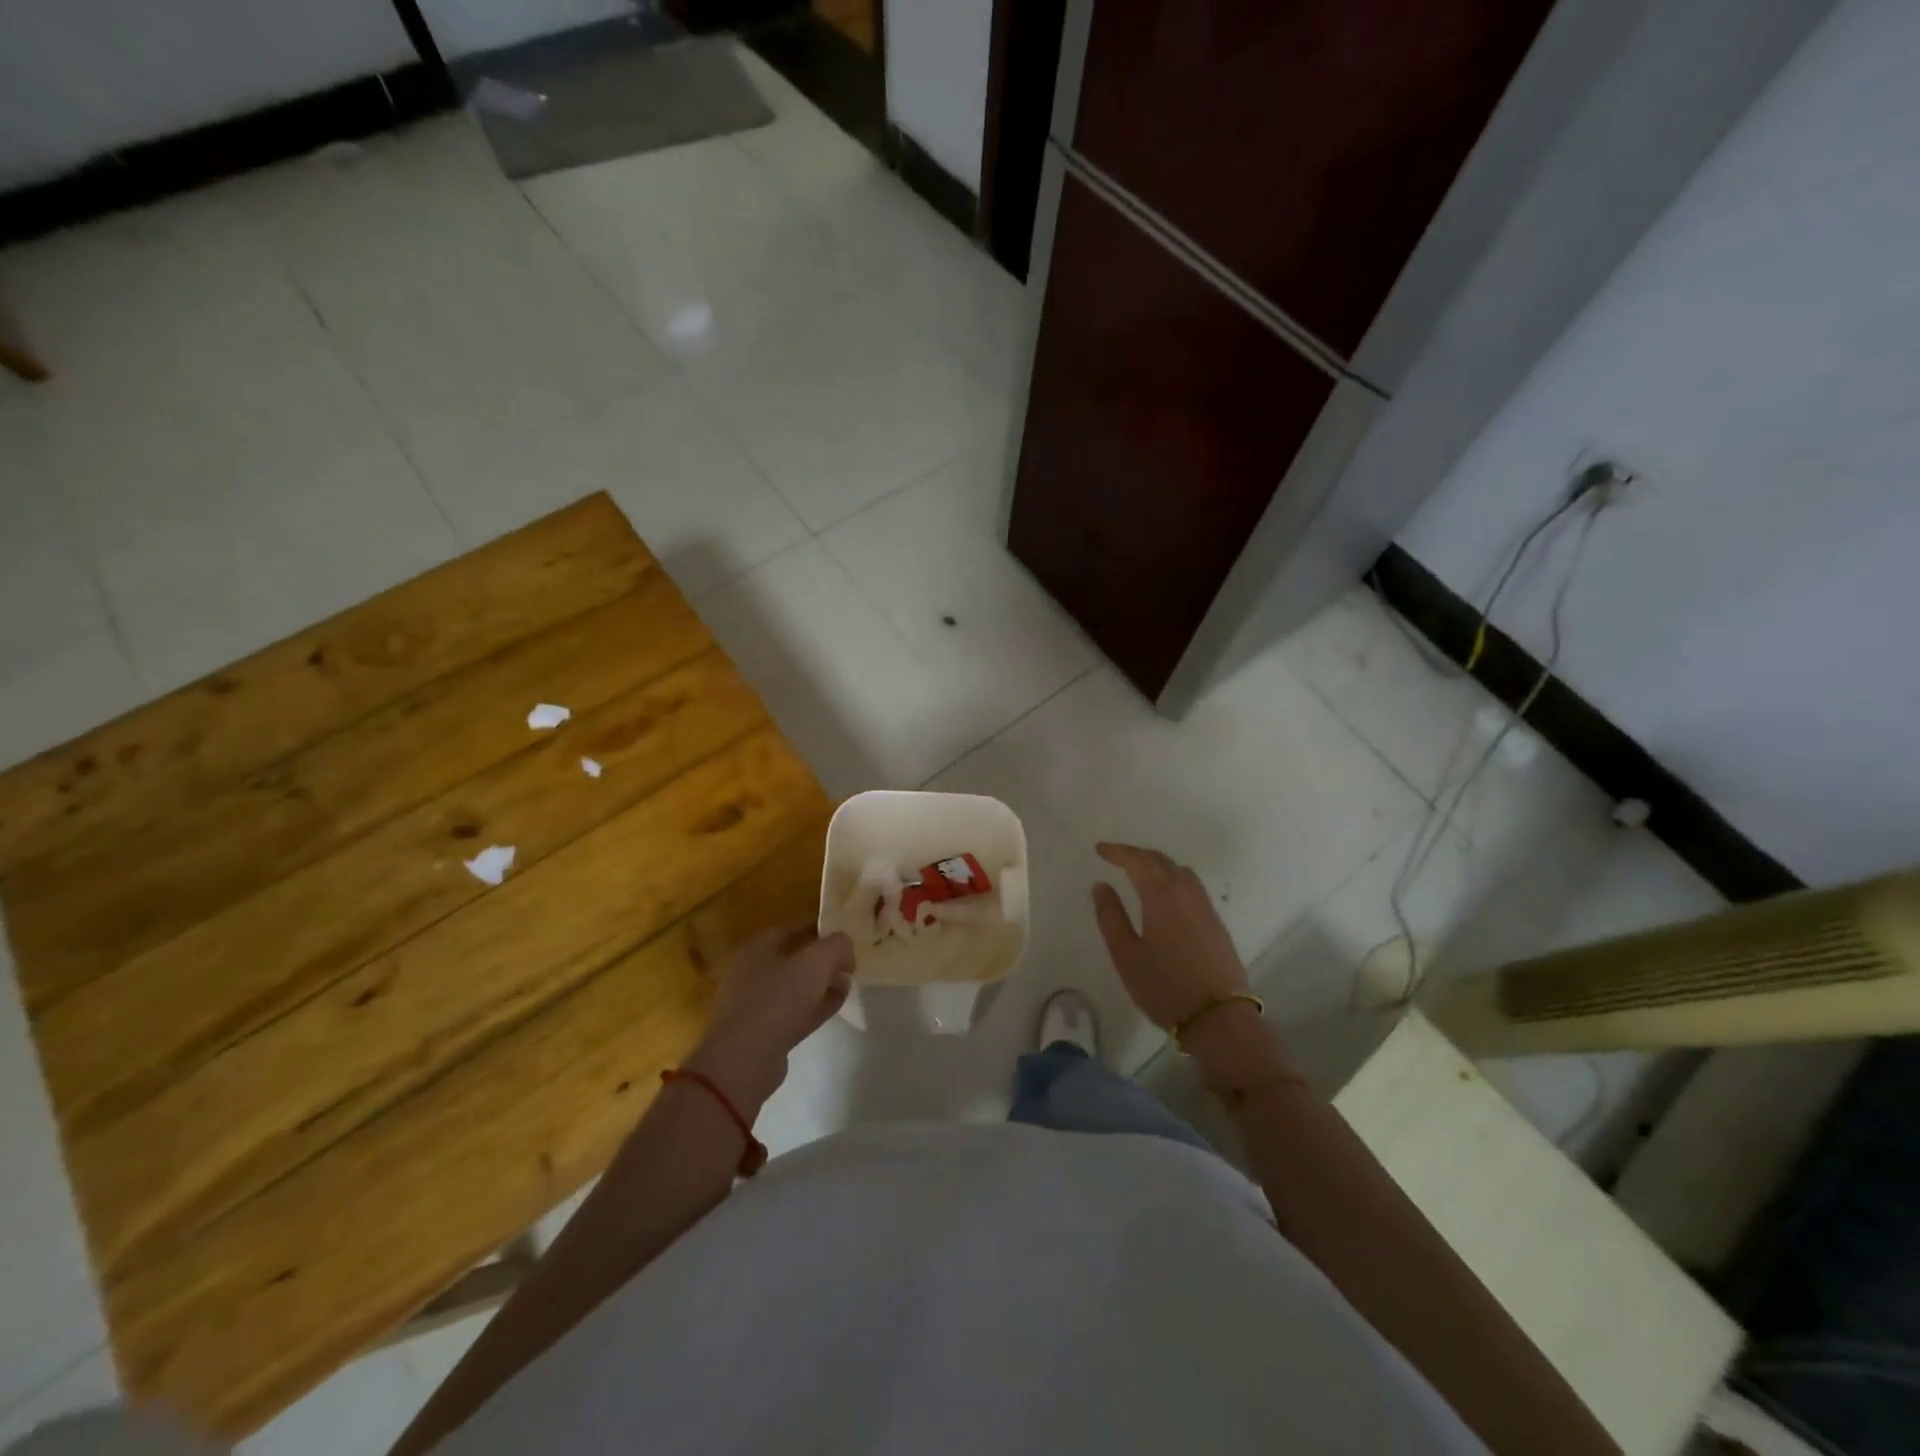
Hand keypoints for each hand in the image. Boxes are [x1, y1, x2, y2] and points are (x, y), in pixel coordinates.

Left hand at [686, 925, 853, 1112]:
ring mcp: (755, 1003)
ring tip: (847, 986)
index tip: (845, 937)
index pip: (792, 929)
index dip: (820, 930)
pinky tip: (835, 1006)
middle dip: (824, 960)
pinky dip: (814, 1007)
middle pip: (794, 958)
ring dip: (822, 985)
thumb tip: (846, 951)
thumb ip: (837, 946)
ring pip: (795, 987)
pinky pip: (794, 1012)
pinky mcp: (762, 1032)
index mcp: (757, 947)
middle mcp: (752, 971)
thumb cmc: (778, 999)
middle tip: (849, 965)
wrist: (743, 1060)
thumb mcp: (816, 961)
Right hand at [1091, 843, 1248, 1028]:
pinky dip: (1172, 877)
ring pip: (1179, 871)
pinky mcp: (1216, 922)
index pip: (1138, 861)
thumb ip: (1111, 917)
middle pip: (1160, 861)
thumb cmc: (1165, 987)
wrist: (1219, 1018)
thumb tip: (1101, 886)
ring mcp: (1205, 907)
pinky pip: (1191, 885)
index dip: (1118, 852)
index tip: (1099, 850)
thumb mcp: (1126, 956)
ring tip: (1139, 871)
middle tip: (1115, 857)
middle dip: (1136, 854)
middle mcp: (1186, 893)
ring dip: (1157, 864)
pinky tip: (1165, 892)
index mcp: (1162, 896)